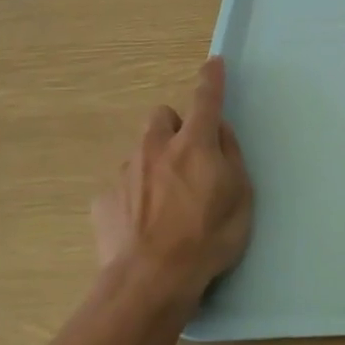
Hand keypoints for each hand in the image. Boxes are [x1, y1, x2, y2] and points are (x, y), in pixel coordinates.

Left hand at [92, 57, 253, 304]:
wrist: (150, 282)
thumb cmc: (208, 238)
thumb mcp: (241, 197)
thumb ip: (231, 157)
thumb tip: (219, 133)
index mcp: (195, 144)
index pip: (205, 99)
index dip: (211, 79)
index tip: (214, 63)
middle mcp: (156, 148)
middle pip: (161, 117)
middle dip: (174, 127)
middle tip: (188, 157)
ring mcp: (125, 173)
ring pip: (141, 152)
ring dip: (155, 163)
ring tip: (167, 202)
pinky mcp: (104, 200)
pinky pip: (123, 185)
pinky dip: (135, 195)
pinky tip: (144, 225)